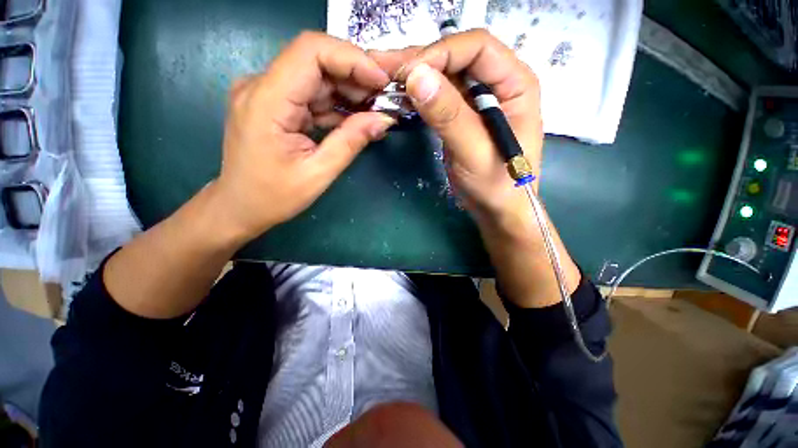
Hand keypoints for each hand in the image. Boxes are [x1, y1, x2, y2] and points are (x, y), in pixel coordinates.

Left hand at [212, 32, 395, 240]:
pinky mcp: (274, 104)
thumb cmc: (274, 196)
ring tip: (376, 109)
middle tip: (385, 97)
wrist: (240, 207)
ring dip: (349, 90)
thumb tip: (384, 119)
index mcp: (267, 100)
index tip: (381, 80)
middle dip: (356, 74)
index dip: (352, 58)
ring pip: (316, 76)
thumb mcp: (318, 173)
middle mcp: (261, 85)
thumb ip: (351, 142)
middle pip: (315, 60)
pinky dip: (336, 104)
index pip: (310, 51)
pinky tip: (356, 118)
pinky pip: (310, 94)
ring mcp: (266, 93)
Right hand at [373, 31, 579, 307]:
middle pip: (457, 58)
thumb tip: (416, 77)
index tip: (409, 75)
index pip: (477, 48)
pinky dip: (419, 96)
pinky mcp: (462, 117)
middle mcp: (498, 84)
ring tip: (386, 81)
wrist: (497, 209)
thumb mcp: (474, 153)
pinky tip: (401, 98)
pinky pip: (439, 97)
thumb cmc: (497, 185)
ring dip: (416, 78)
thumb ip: (449, 116)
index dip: (441, 54)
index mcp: (515, 84)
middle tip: (385, 71)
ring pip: (444, 76)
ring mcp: (478, 101)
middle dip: (421, 62)